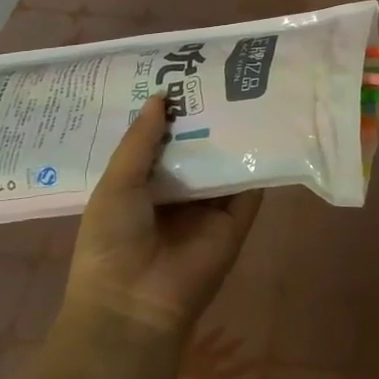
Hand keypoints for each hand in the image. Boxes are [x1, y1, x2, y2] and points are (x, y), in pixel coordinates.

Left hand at [62, 97, 262, 336]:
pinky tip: (267, 127)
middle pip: (198, 149)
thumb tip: (161, 95)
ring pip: (226, 163)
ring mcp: (211, 207)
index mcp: (144, 187)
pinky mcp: (238, 220)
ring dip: (234, 134)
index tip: (186, 76)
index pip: (164, 142)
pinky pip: (251, 186)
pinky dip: (259, 161)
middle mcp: (180, 193)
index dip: (173, 113)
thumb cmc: (111, 243)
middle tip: (222, 74)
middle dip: (207, 118)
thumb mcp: (116, 185)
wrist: (135, 304)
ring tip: (248, 90)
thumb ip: (141, 141)